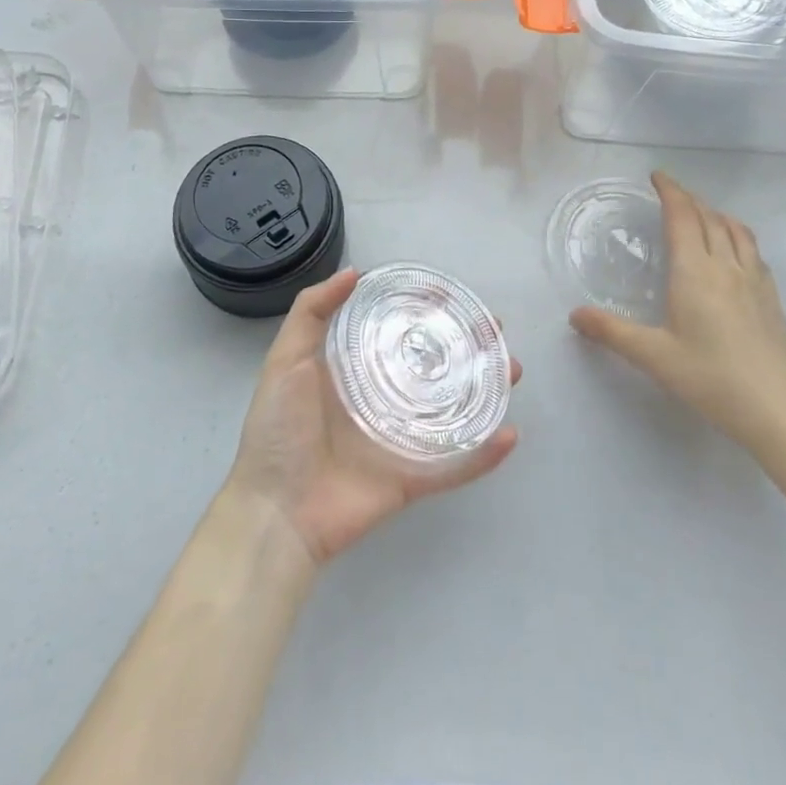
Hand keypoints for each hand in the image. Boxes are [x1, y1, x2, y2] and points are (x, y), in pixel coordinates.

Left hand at [225, 268, 520, 567]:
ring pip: (454, 409)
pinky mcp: (411, 479)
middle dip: (468, 346)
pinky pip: (455, 466)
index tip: (453, 294)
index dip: (427, 311)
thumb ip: (311, 312)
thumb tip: (355, 272)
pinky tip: (509, 434)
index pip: (400, 331)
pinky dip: (483, 455)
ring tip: (511, 369)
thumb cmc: (278, 431)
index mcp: (356, 371)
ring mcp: (401, 440)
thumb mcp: (286, 359)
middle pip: (435, 366)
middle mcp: (384, 399)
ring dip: (486, 390)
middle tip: (495, 330)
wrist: (274, 512)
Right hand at [570, 172, 785, 450]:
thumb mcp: (653, 356)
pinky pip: (754, 251)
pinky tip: (735, 253)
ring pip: (737, 231)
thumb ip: (612, 332)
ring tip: (704, 214)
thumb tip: (574, 315)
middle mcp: (727, 266)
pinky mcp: (772, 298)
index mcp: (695, 271)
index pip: (683, 216)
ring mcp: (755, 280)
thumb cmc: (710, 378)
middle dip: (690, 199)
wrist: (777, 409)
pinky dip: (738, 236)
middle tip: (672, 193)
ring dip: (716, 214)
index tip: (657, 176)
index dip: (670, 191)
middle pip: (710, 217)